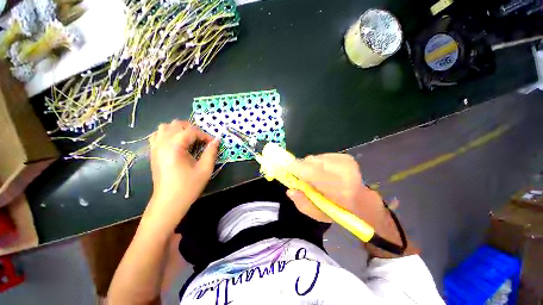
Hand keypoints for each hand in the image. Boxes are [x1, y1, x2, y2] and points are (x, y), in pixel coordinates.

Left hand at [146, 120, 218, 225]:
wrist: (169, 202)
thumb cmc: (188, 186)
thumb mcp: (205, 169)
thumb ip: (211, 152)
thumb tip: (216, 140)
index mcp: (175, 146)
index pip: (191, 131)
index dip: (205, 135)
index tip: (212, 143)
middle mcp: (162, 143)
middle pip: (177, 124)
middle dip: (192, 129)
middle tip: (202, 140)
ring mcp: (155, 147)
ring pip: (165, 127)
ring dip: (179, 130)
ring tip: (189, 140)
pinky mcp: (153, 153)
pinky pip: (157, 135)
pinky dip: (168, 134)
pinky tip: (176, 144)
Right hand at [287, 154, 386, 226]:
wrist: (361, 201)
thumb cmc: (338, 211)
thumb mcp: (319, 215)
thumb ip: (303, 204)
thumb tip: (290, 189)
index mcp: (340, 190)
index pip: (312, 173)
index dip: (295, 169)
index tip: (282, 168)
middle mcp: (344, 171)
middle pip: (310, 163)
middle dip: (300, 169)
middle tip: (298, 177)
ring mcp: (345, 161)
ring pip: (314, 159)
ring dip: (308, 167)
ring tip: (313, 177)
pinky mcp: (344, 156)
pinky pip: (320, 157)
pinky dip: (316, 164)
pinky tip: (322, 172)